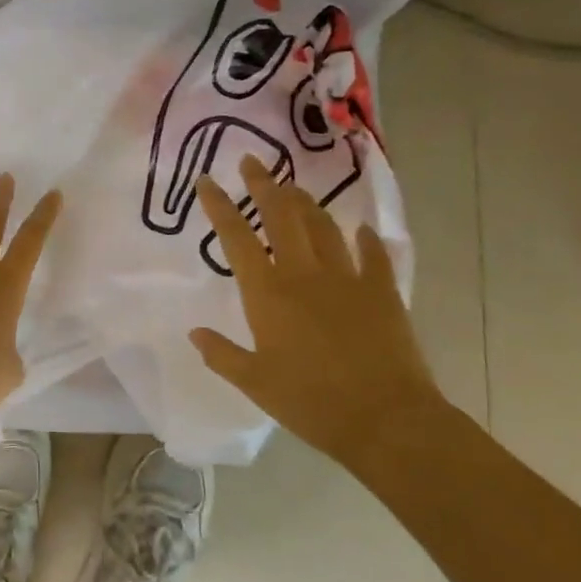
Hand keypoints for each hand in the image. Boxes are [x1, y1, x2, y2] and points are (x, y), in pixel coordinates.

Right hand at [188, 155, 448, 466]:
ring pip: (323, 227)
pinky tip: (362, 228)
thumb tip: (195, 333)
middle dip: (264, 185)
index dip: (219, 206)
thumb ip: (221, 354)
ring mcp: (347, 279)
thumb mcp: (254, 383)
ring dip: (306, 203)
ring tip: (294, 188)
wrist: (385, 419)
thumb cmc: (310, 402)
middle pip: (281, 217)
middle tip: (253, 163)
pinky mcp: (382, 292)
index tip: (207, 181)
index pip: (236, 238)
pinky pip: (374, 255)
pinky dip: (366, 239)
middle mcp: (304, 274)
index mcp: (267, 294)